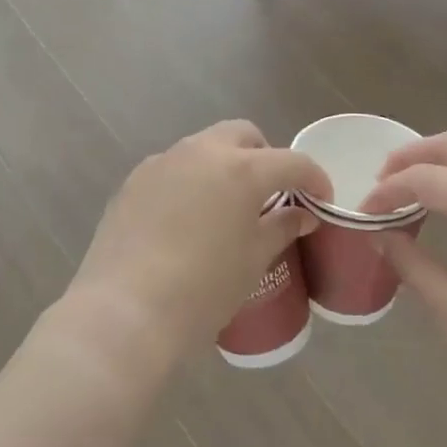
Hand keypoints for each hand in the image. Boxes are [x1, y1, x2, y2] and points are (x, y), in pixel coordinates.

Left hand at [63, 121, 330, 367]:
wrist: (125, 311)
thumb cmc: (203, 289)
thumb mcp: (253, 261)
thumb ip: (281, 227)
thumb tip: (301, 214)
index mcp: (241, 169)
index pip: (291, 162)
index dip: (314, 179)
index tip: (321, 200)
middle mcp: (201, 152)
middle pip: (243, 136)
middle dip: (264, 157)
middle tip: (271, 195)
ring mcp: (162, 163)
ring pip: (203, 148)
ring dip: (223, 167)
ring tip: (225, 209)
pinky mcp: (132, 182)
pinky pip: (172, 169)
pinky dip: (190, 182)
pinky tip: (186, 221)